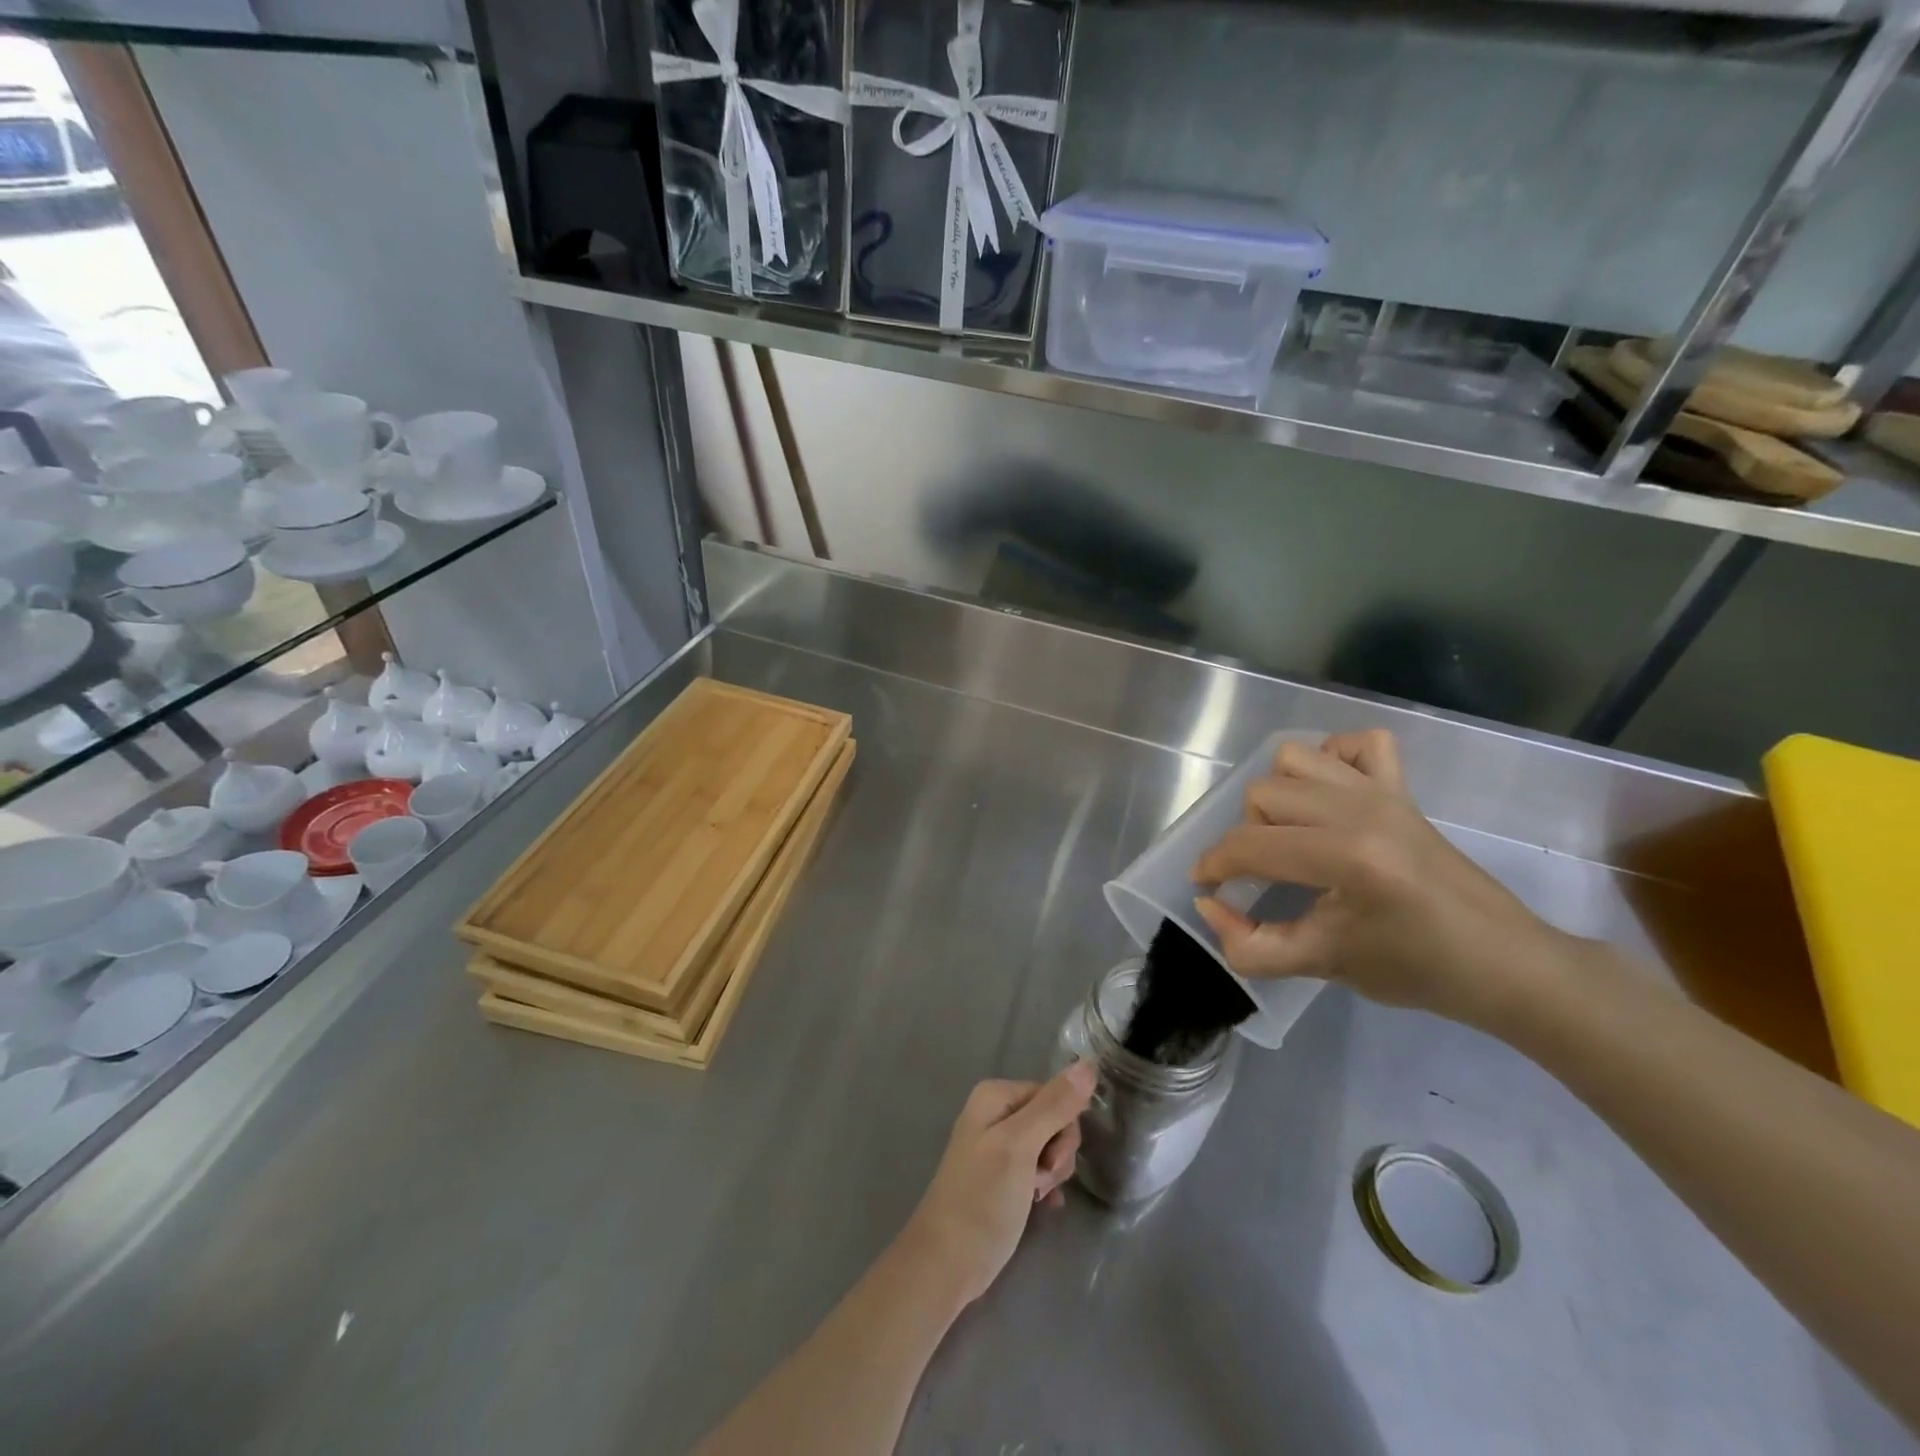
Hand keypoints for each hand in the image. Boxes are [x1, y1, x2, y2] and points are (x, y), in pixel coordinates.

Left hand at [897, 1062, 1095, 1308]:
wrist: (946, 1264)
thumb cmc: (982, 1199)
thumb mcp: (1020, 1146)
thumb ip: (1054, 1106)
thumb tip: (1089, 1064)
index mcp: (996, 1095)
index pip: (1053, 1094)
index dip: (1062, 1127)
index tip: (1050, 1160)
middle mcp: (996, 1112)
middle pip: (1052, 1119)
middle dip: (1057, 1152)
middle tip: (1041, 1180)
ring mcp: (997, 1145)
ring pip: (1048, 1146)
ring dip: (1052, 1172)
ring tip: (1036, 1195)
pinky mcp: (1001, 1176)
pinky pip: (1038, 1168)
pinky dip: (1044, 1185)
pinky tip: (1042, 1204)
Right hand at [1191, 729, 1582, 1036]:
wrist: (1505, 963)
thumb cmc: (1417, 970)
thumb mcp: (1323, 965)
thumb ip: (1252, 945)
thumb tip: (1209, 904)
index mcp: (1347, 856)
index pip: (1251, 844)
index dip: (1215, 865)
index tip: (1208, 886)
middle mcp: (1361, 810)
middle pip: (1264, 793)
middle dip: (1247, 835)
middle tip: (1262, 873)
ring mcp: (1384, 792)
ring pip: (1296, 758)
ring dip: (1279, 793)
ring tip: (1291, 834)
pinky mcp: (1403, 788)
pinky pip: (1356, 745)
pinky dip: (1332, 759)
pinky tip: (1330, 798)